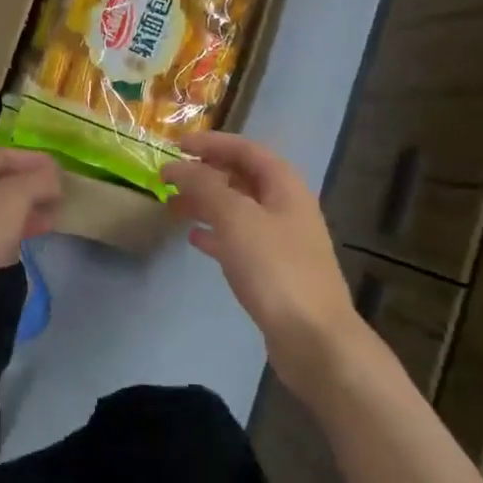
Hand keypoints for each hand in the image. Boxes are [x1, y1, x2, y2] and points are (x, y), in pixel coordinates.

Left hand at [0, 144, 62, 298]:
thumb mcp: (15, 196)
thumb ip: (40, 180)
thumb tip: (53, 178)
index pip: (7, 154)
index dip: (35, 160)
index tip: (62, 173)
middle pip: (0, 180)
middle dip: (31, 188)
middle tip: (58, 198)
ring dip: (23, 211)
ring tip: (49, 221)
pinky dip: (9, 233)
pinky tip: (24, 242)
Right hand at [163, 132, 364, 404]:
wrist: (314, 338)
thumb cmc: (275, 269)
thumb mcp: (236, 218)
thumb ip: (205, 186)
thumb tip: (177, 167)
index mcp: (285, 186)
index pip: (246, 150)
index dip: (212, 143)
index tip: (177, 146)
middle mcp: (286, 207)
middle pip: (242, 178)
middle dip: (205, 174)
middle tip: (169, 179)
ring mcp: (281, 241)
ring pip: (237, 210)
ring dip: (205, 203)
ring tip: (172, 207)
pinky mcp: (273, 271)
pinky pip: (238, 240)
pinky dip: (215, 234)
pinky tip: (193, 240)